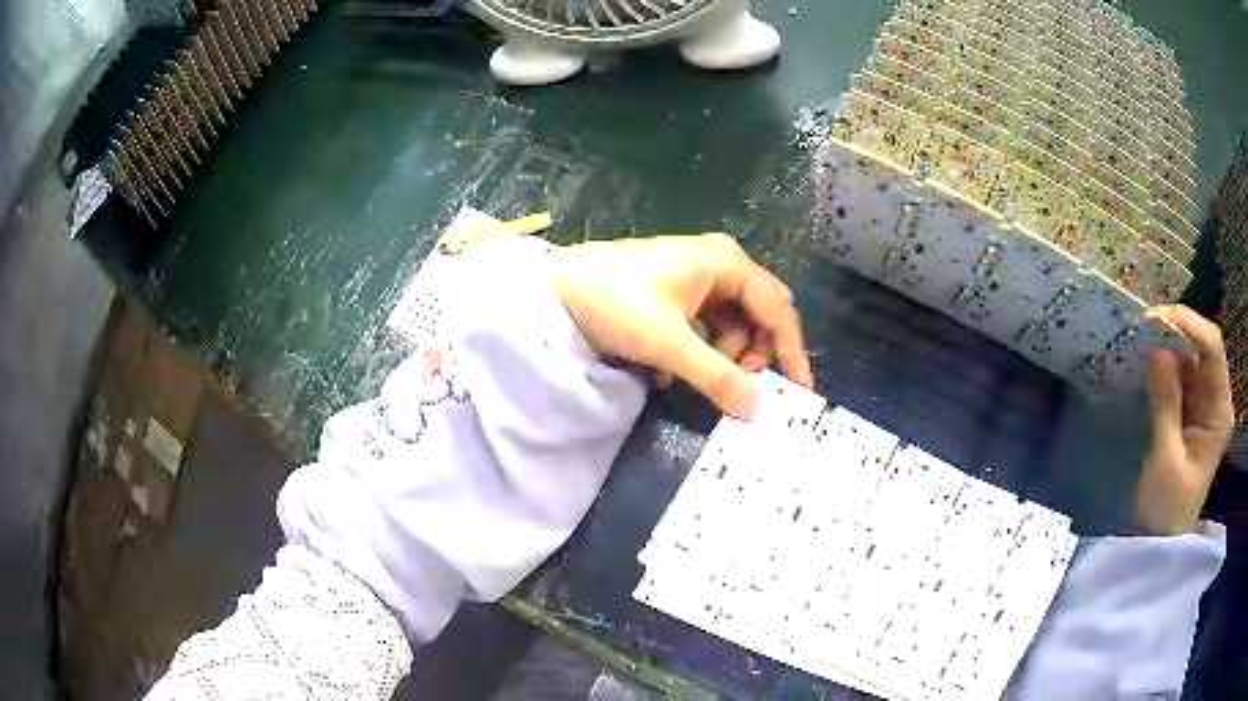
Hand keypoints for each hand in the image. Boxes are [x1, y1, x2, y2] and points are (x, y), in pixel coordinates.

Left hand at [554, 233, 813, 417]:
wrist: (556, 288)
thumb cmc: (616, 304)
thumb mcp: (669, 344)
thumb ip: (717, 377)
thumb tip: (758, 409)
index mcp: (727, 264)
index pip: (778, 311)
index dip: (791, 352)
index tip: (798, 392)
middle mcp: (720, 264)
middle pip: (758, 317)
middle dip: (752, 355)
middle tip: (737, 388)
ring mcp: (697, 277)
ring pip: (731, 325)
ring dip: (720, 358)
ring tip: (688, 382)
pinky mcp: (676, 291)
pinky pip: (705, 326)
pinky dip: (698, 352)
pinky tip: (670, 373)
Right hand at [1138, 305, 1235, 534]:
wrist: (1161, 543)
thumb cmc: (1166, 510)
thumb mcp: (1166, 459)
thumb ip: (1165, 404)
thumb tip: (1158, 348)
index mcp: (1220, 411)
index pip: (1212, 348)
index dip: (1190, 325)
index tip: (1157, 320)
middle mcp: (1216, 399)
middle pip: (1203, 346)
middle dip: (1177, 330)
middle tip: (1144, 327)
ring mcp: (1204, 404)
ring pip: (1191, 357)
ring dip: (1169, 345)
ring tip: (1142, 339)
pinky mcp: (1190, 410)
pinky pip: (1181, 374)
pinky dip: (1165, 364)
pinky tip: (1148, 361)